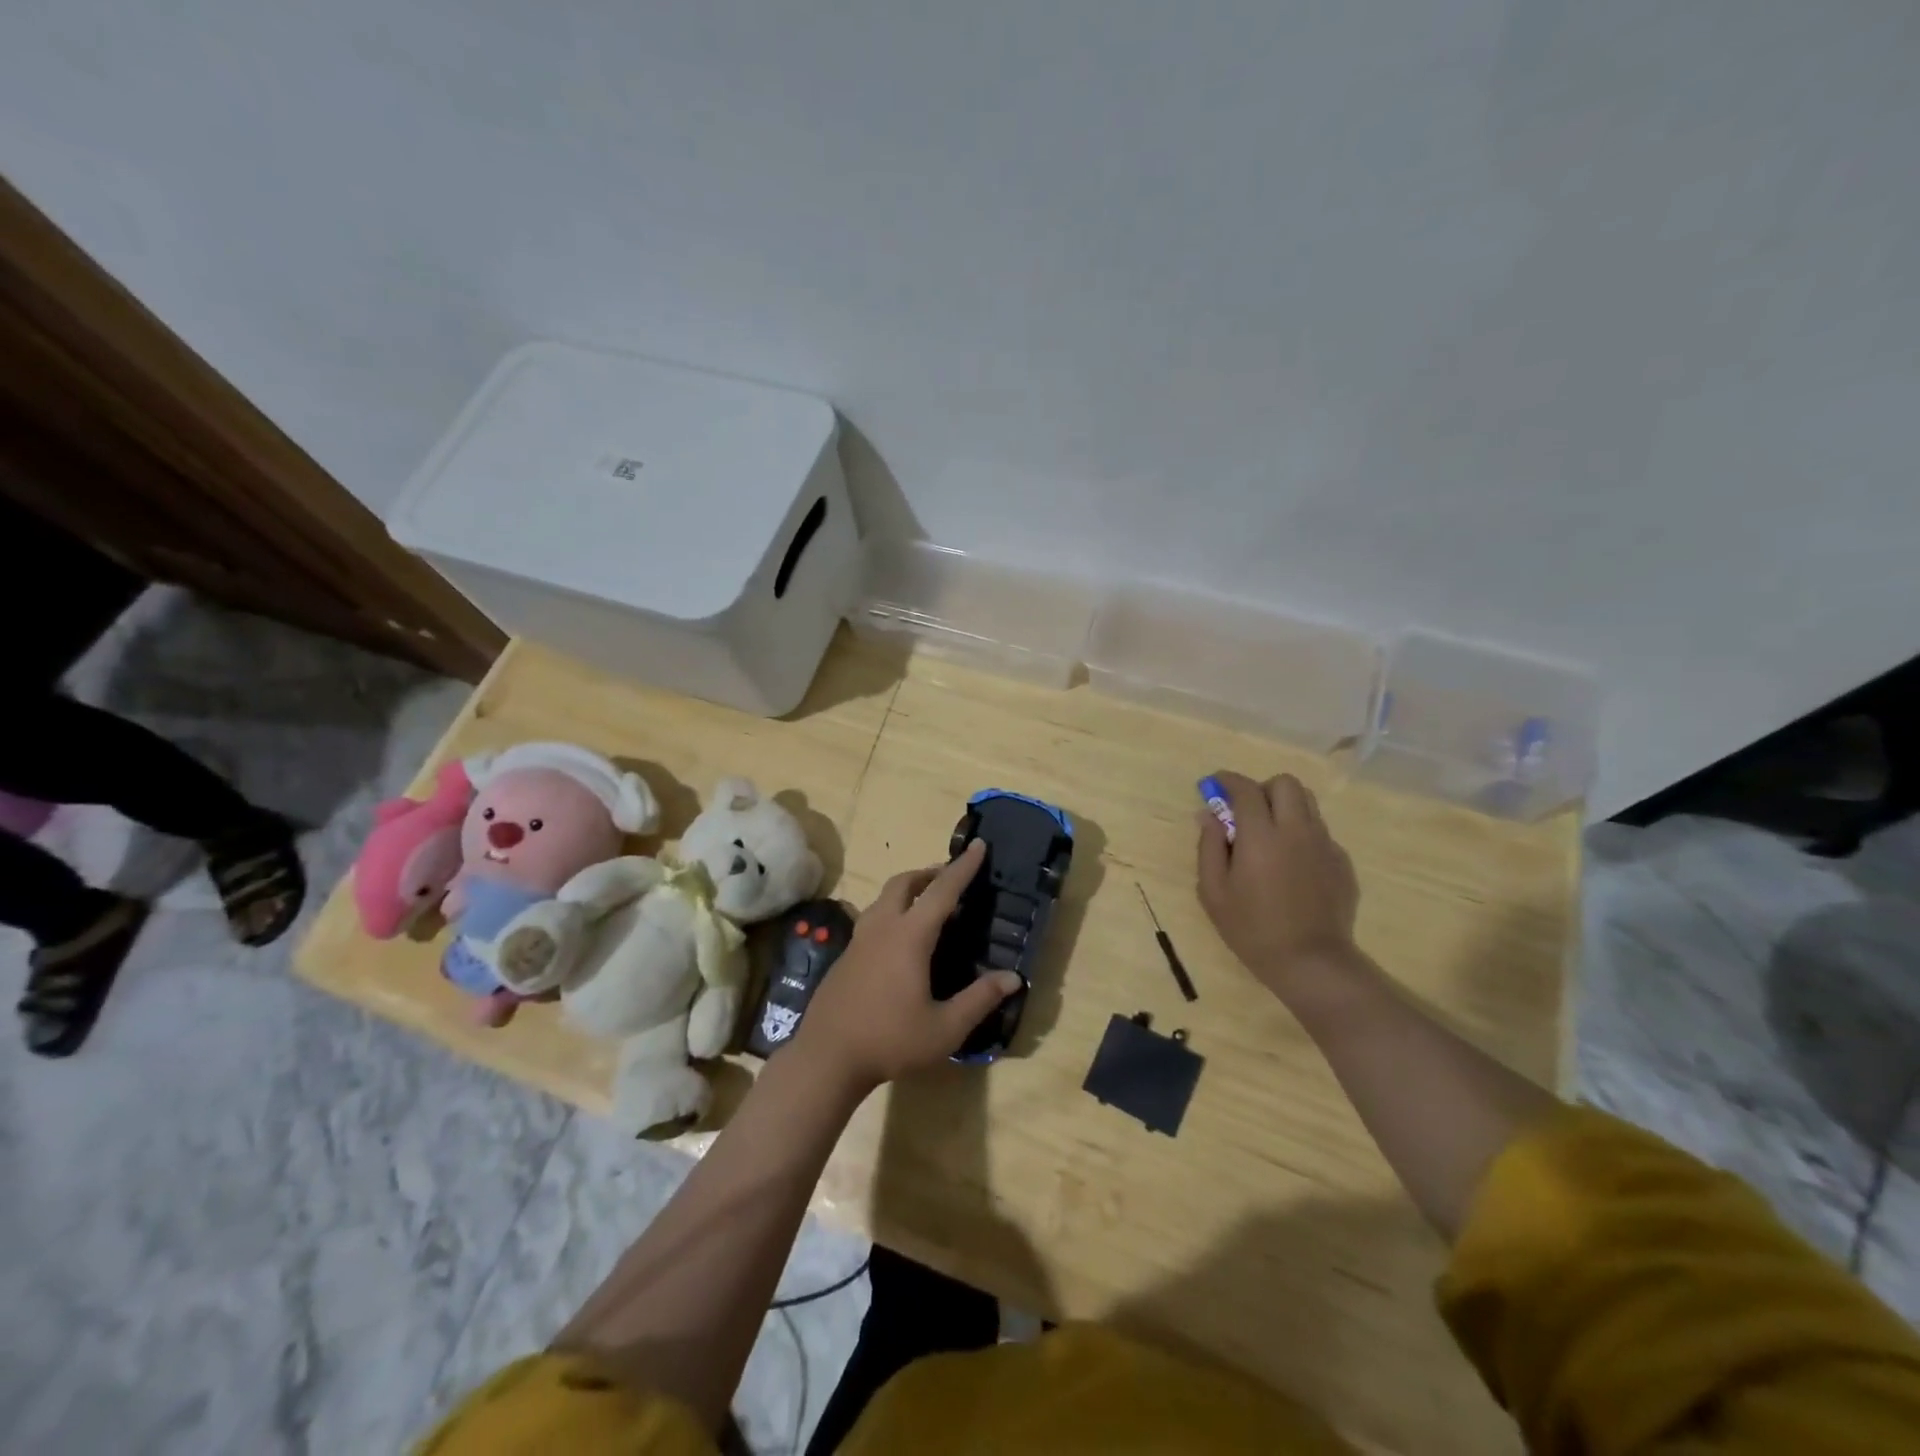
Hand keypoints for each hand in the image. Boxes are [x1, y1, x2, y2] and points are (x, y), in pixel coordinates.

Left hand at [789, 841, 1019, 1091]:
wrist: (826, 1058)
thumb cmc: (890, 1041)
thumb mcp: (944, 1028)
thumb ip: (979, 999)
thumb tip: (1013, 977)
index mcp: (909, 936)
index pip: (942, 890)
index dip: (963, 867)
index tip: (979, 844)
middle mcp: (882, 928)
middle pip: (904, 883)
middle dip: (930, 873)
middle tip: (951, 879)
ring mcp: (858, 940)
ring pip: (884, 898)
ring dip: (908, 891)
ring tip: (928, 906)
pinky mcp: (845, 956)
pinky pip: (873, 919)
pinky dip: (893, 913)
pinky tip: (901, 942)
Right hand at [1197, 771, 1360, 1002]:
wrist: (1311, 963)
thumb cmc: (1252, 929)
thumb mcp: (1213, 892)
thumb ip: (1209, 846)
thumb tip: (1208, 814)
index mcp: (1262, 836)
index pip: (1246, 789)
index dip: (1227, 780)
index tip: (1214, 784)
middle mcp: (1297, 830)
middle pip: (1285, 784)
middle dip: (1262, 789)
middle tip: (1246, 812)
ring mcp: (1324, 845)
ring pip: (1308, 803)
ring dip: (1285, 807)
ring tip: (1269, 835)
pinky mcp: (1342, 862)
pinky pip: (1320, 832)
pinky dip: (1301, 835)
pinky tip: (1291, 866)